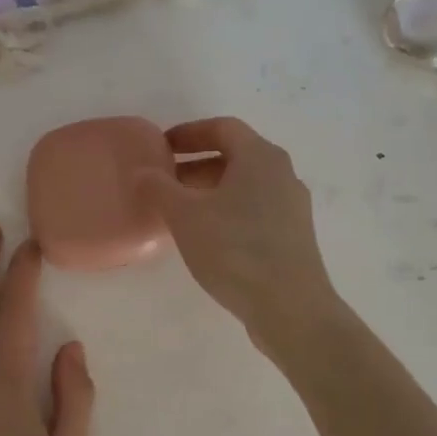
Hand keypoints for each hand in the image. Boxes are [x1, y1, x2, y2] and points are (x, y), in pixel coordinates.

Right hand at [135, 117, 341, 353]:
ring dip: (211, 191)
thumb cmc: (235, 251)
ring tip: (181, 212)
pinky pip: (256, 210)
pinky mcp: (294, 236)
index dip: (189, 133)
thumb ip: (160, 188)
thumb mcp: (186, 217)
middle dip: (197, 165)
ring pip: (246, 186)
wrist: (290, 307)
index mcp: (260, 157)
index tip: (161, 147)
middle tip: (165, 182)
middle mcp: (282, 174)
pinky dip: (228, 212)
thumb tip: (142, 171)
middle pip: (236, 156)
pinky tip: (209, 238)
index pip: (222, 128)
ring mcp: (292, 206)